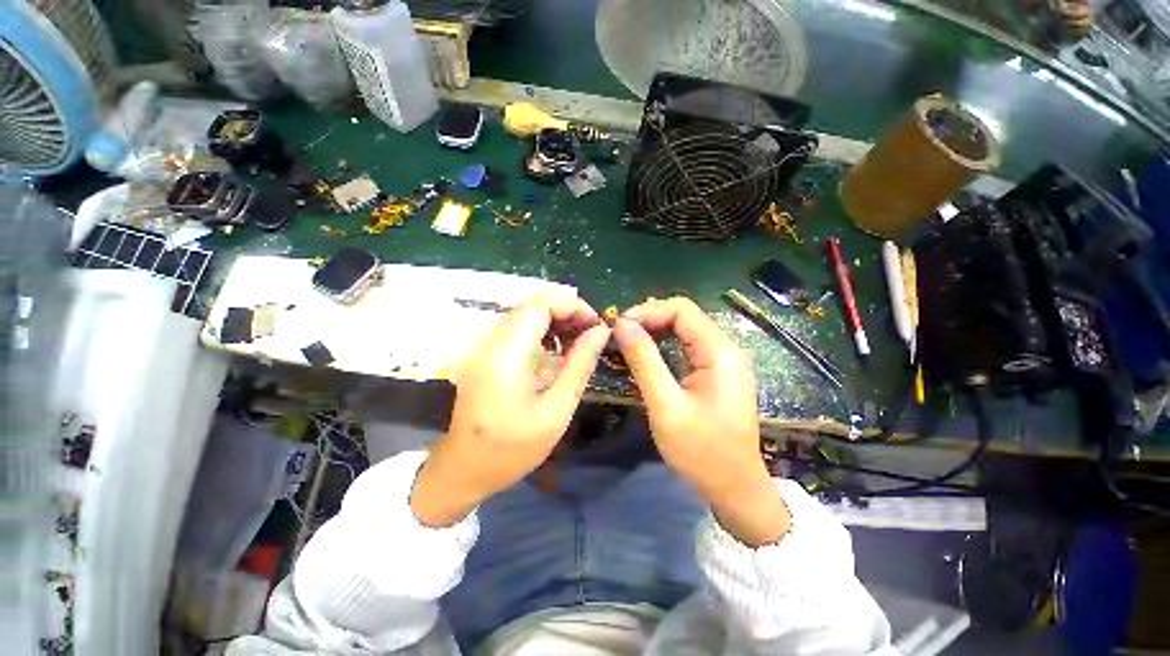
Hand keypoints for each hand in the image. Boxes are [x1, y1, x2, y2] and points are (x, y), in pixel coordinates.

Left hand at [411, 293, 610, 526]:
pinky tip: (557, 350)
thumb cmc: (513, 449)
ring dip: (556, 320)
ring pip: (526, 313)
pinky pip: (518, 328)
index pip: (541, 304)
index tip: (597, 325)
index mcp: (506, 353)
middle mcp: (491, 340)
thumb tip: (600, 332)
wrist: (464, 468)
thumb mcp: (556, 410)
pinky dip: (542, 331)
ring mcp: (484, 345)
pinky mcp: (485, 352)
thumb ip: (580, 365)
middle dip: (568, 312)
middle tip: (593, 334)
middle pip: (533, 305)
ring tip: (580, 342)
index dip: (574, 306)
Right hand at [614, 297, 788, 546]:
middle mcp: (727, 348)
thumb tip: (622, 325)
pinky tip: (648, 351)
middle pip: (685, 316)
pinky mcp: (719, 372)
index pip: (682, 310)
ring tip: (628, 339)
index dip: (648, 311)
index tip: (619, 325)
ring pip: (686, 329)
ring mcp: (725, 360)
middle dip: (650, 318)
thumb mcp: (666, 406)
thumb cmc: (702, 452)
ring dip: (656, 329)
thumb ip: (644, 361)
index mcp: (720, 352)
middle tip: (620, 333)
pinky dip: (666, 343)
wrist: (736, 489)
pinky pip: (690, 345)